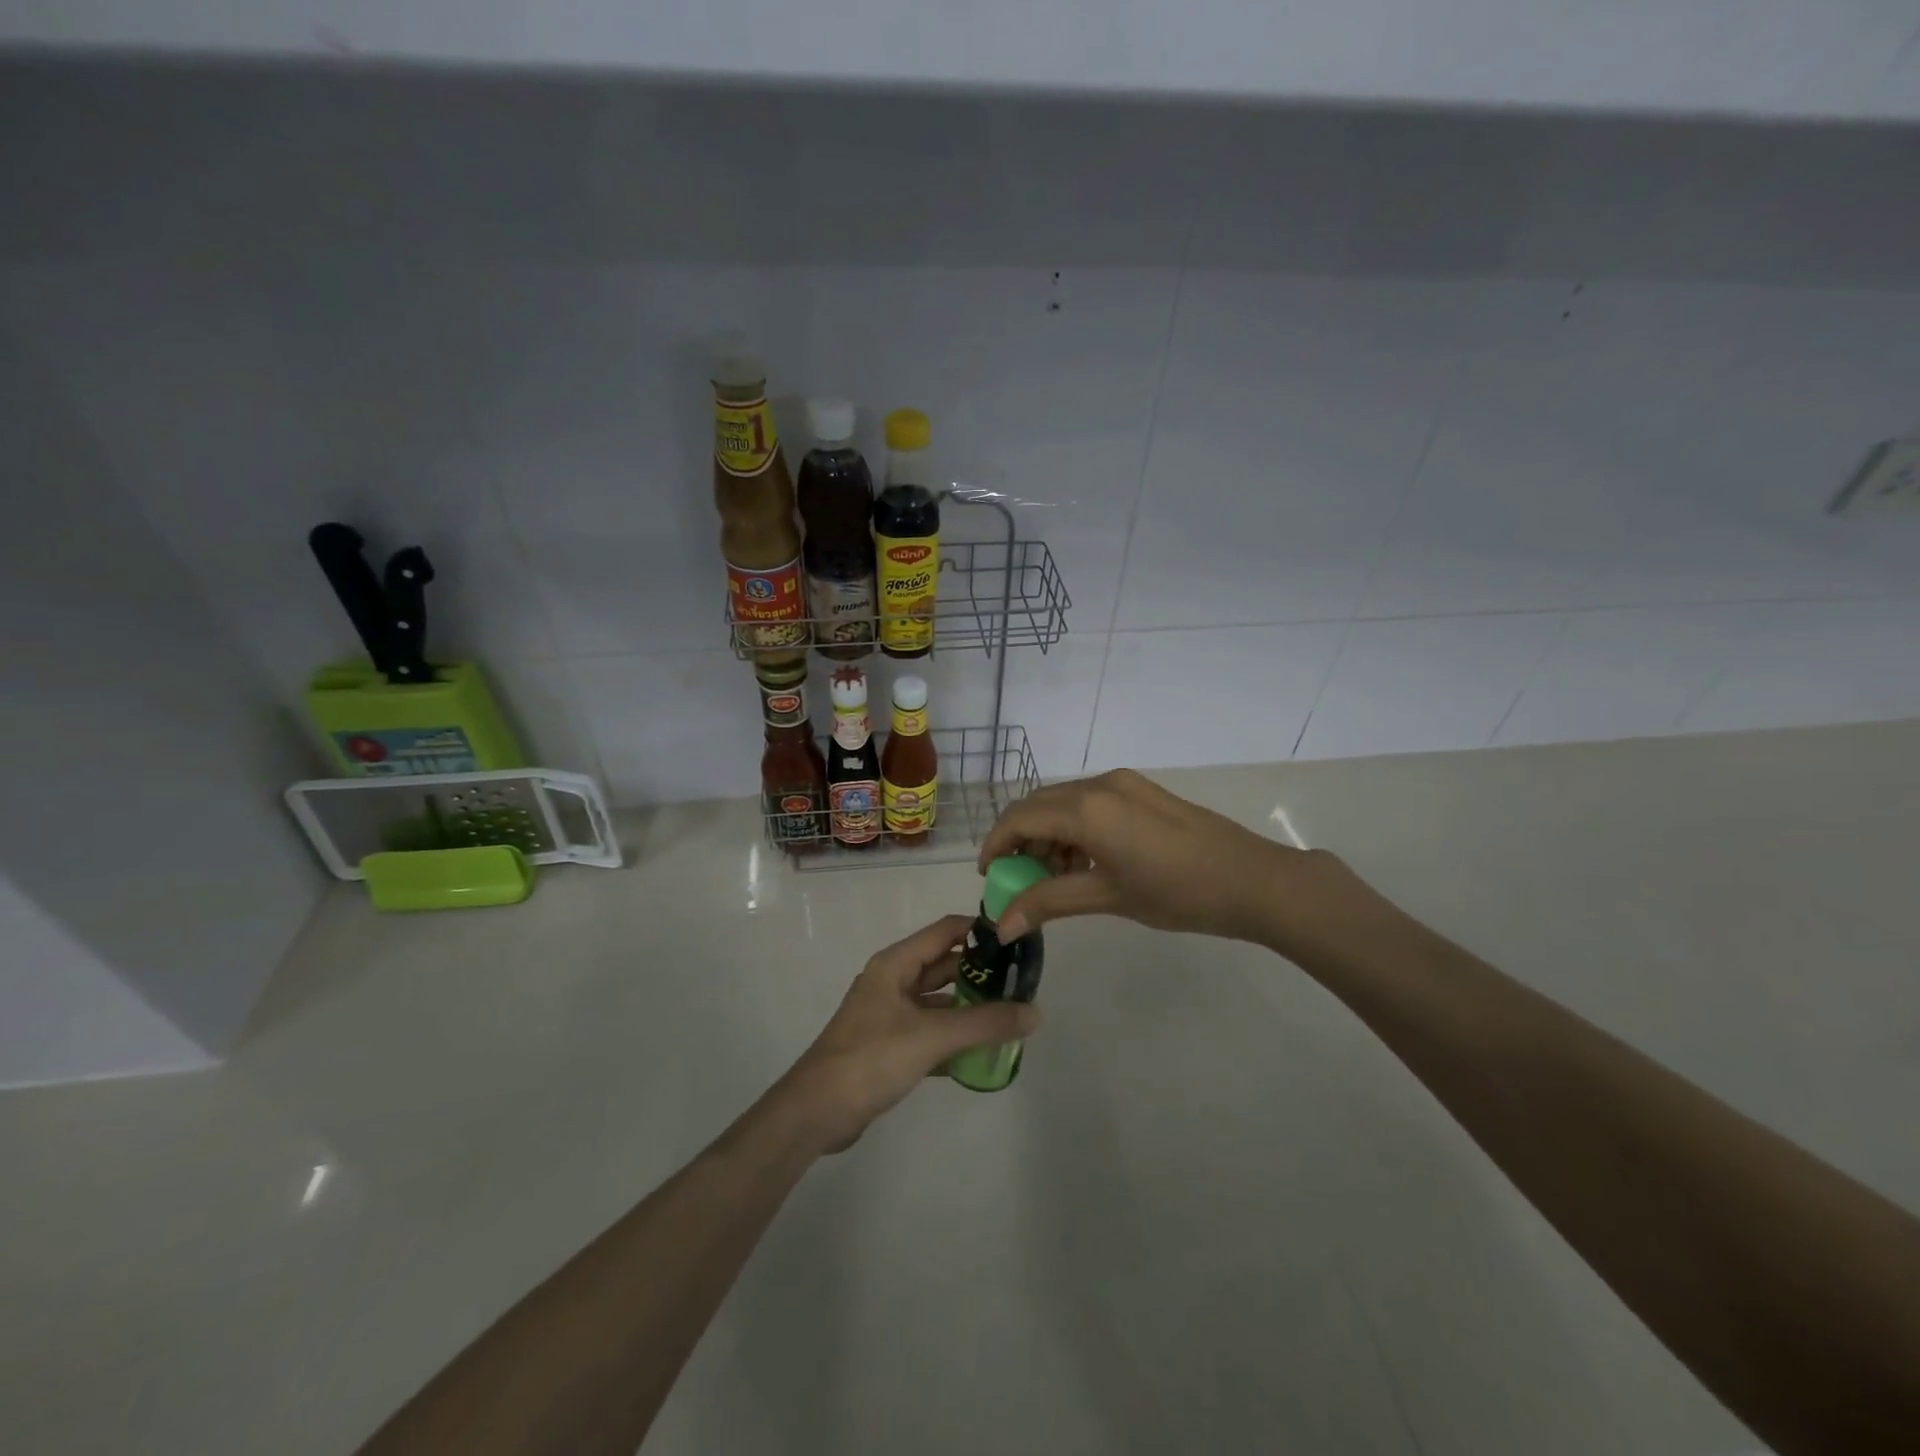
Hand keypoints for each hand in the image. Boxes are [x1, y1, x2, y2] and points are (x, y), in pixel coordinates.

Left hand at [775, 915, 1040, 1153]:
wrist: (817, 1112)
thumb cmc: (872, 1058)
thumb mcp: (931, 1036)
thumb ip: (984, 1023)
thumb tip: (1035, 1012)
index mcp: (896, 964)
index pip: (945, 931)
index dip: (980, 930)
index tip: (1017, 939)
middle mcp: (893, 982)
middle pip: (944, 966)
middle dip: (980, 973)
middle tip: (1022, 983)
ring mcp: (889, 1014)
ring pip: (938, 1001)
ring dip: (969, 1007)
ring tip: (1010, 1016)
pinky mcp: (890, 1046)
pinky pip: (930, 1031)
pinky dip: (954, 1037)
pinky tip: (982, 1051)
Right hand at [978, 768, 1333, 946]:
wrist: (1253, 880)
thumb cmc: (1178, 892)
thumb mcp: (1108, 897)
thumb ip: (1049, 902)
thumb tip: (1001, 926)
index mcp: (1087, 808)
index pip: (1020, 817)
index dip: (996, 844)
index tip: (990, 877)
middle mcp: (1100, 785)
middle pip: (1039, 805)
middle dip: (1021, 841)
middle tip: (1019, 881)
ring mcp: (1123, 784)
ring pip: (1065, 803)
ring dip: (1049, 835)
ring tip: (1055, 879)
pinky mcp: (1141, 791)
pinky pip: (1091, 803)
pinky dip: (1075, 829)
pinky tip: (1086, 863)